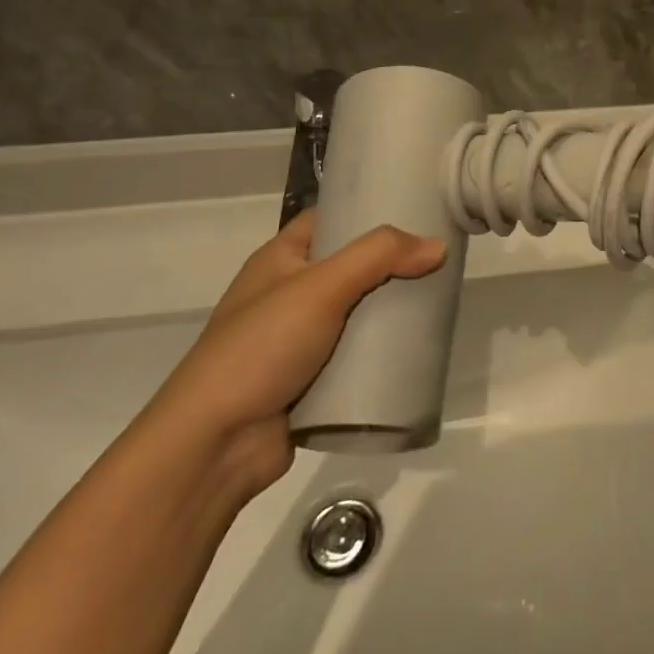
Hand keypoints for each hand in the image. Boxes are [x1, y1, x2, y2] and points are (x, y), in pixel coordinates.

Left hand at [147, 211, 444, 497]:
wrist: (213, 446)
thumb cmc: (261, 347)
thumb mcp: (322, 286)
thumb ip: (380, 257)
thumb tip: (439, 246)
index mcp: (280, 259)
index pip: (329, 218)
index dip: (367, 209)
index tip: (414, 207)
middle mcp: (288, 293)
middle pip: (350, 266)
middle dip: (390, 263)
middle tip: (438, 257)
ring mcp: (298, 340)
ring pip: (357, 312)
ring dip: (390, 309)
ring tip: (438, 299)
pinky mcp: (311, 380)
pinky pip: (355, 355)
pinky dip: (382, 351)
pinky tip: (416, 346)